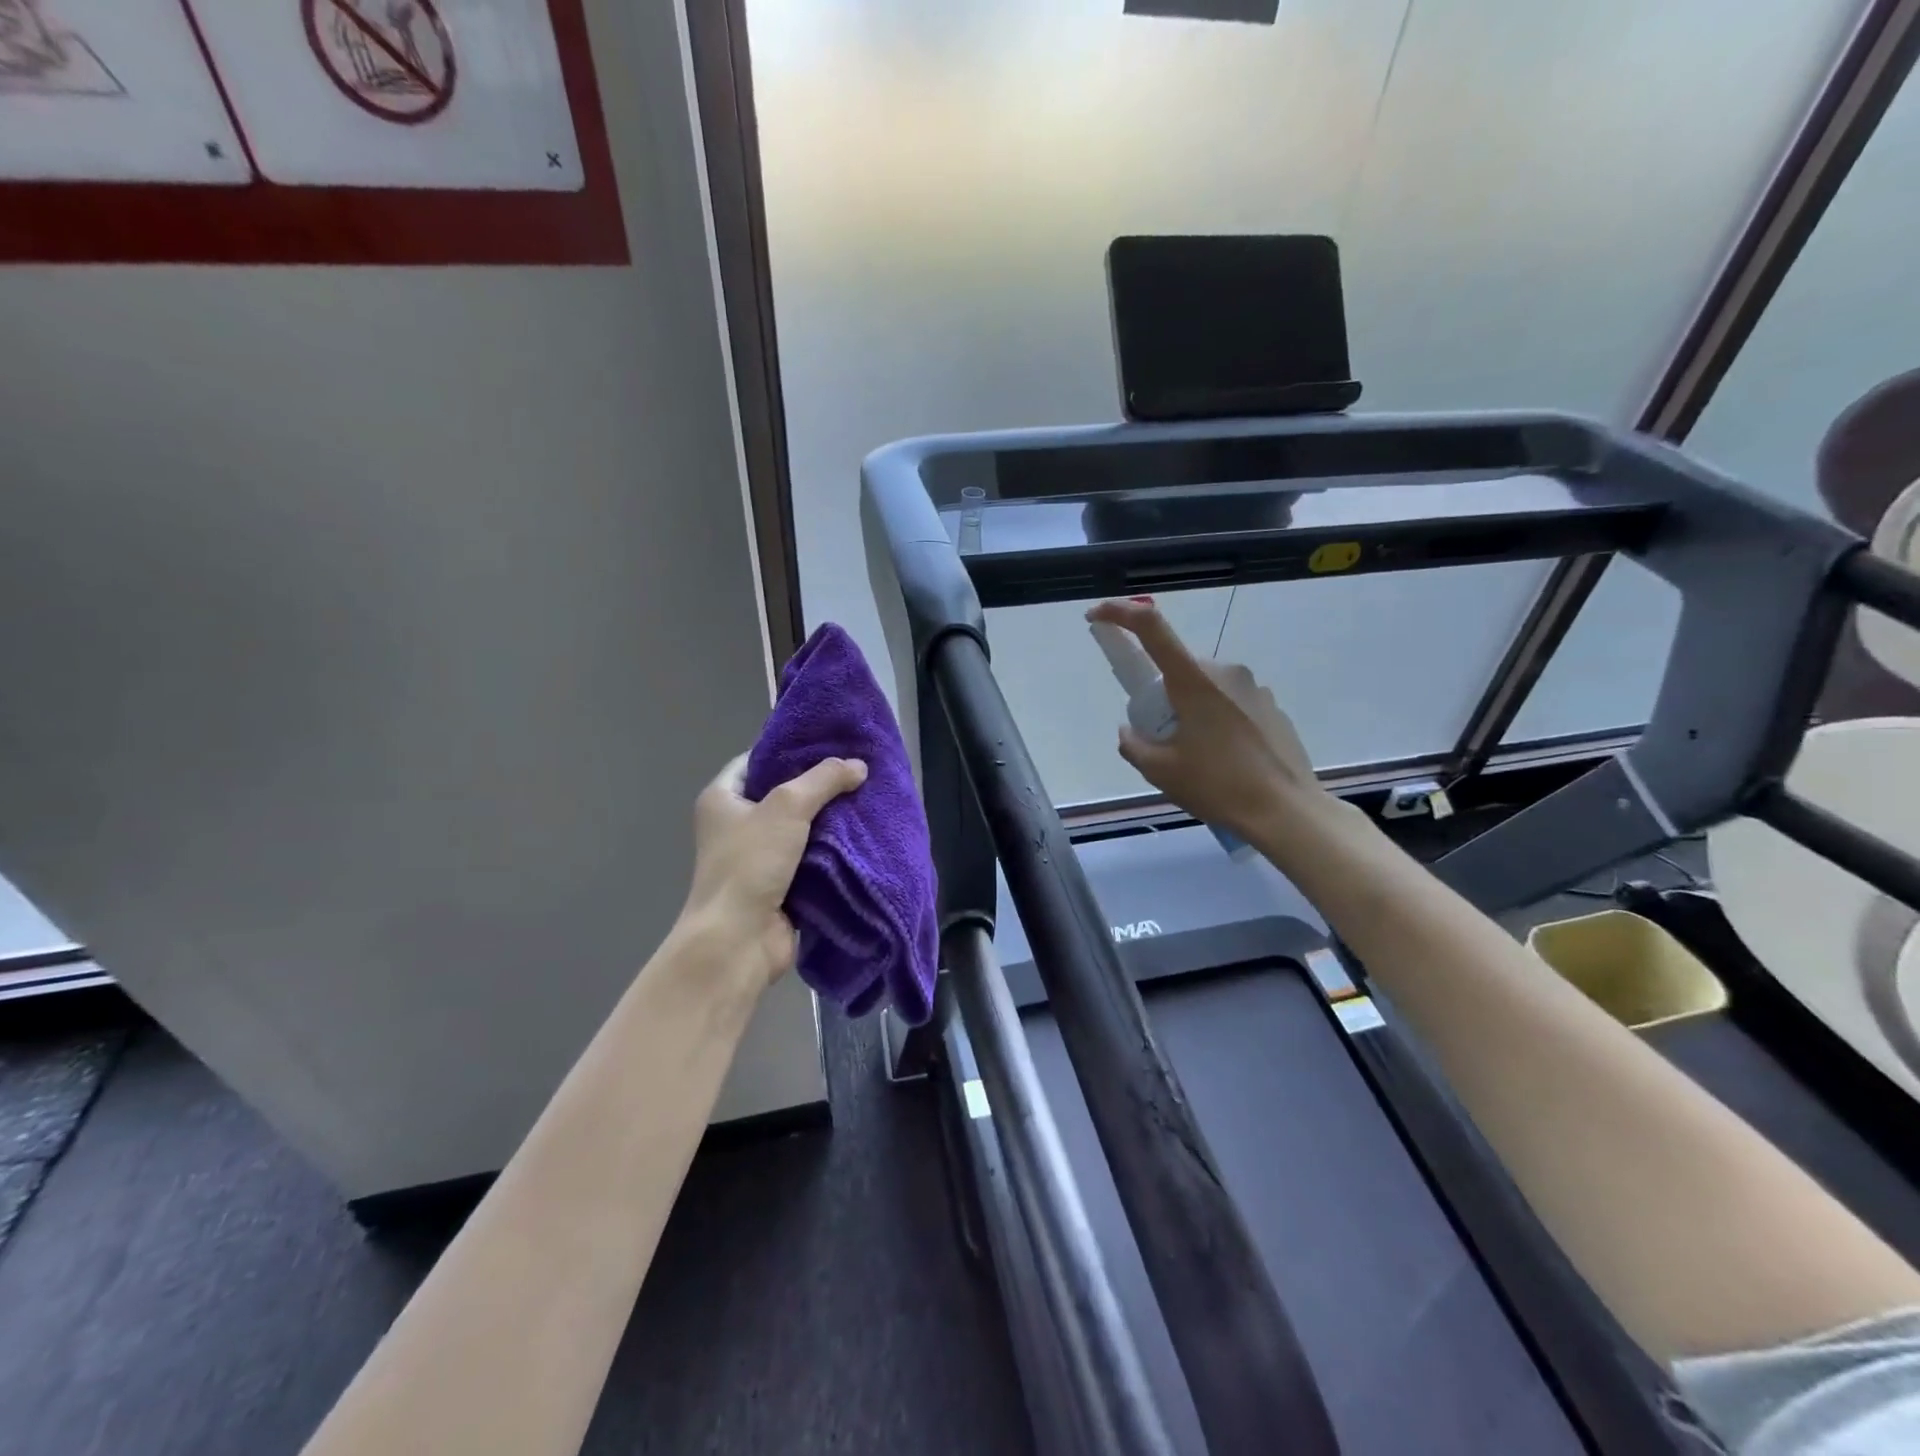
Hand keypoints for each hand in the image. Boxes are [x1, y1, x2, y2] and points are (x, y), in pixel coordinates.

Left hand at [678, 753, 867, 992]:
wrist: (739, 940)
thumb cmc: (750, 864)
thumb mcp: (787, 807)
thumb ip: (824, 780)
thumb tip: (859, 765)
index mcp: (722, 799)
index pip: (756, 761)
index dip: (789, 749)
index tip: (827, 742)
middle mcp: (736, 825)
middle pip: (783, 794)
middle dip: (819, 785)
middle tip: (857, 769)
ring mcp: (758, 858)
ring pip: (802, 828)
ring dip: (831, 820)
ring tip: (868, 798)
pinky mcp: (780, 885)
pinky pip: (812, 858)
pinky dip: (834, 851)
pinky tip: (863, 836)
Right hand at [1086, 598, 1322, 839]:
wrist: (1286, 811)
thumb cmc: (1218, 786)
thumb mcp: (1160, 771)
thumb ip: (1133, 744)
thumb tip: (1129, 730)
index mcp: (1193, 680)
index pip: (1151, 627)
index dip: (1119, 614)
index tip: (1097, 616)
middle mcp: (1225, 671)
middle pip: (1178, 669)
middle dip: (1162, 696)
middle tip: (1161, 740)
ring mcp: (1254, 687)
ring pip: (1205, 688)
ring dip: (1191, 711)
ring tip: (1198, 759)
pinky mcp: (1272, 707)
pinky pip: (1230, 704)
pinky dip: (1217, 722)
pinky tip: (1226, 762)